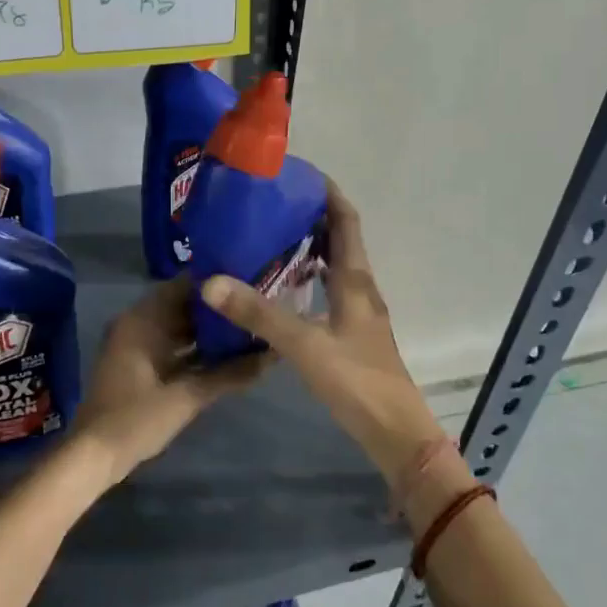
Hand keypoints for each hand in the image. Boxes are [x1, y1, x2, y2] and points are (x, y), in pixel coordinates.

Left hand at [68, 278, 266, 488]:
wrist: (95, 455)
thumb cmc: (136, 419)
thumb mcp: (187, 397)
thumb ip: (229, 375)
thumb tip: (270, 356)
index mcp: (142, 321)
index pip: (183, 286)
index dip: (215, 282)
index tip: (249, 280)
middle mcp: (137, 324)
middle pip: (182, 306)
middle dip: (216, 308)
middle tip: (255, 305)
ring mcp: (137, 345)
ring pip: (178, 327)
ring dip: (207, 329)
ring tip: (247, 326)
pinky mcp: (140, 365)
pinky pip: (172, 346)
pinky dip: (195, 348)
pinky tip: (226, 354)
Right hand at [198, 182, 453, 500]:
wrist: (395, 432)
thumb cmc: (356, 380)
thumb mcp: (303, 344)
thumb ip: (258, 314)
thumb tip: (211, 282)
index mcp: (355, 281)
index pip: (346, 222)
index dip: (328, 194)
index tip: (299, 174)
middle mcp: (360, 289)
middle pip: (341, 240)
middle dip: (312, 217)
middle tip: (272, 204)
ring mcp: (358, 313)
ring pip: (335, 267)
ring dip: (311, 247)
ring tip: (271, 237)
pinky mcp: (352, 334)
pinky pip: (329, 292)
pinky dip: (309, 279)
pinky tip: (283, 288)